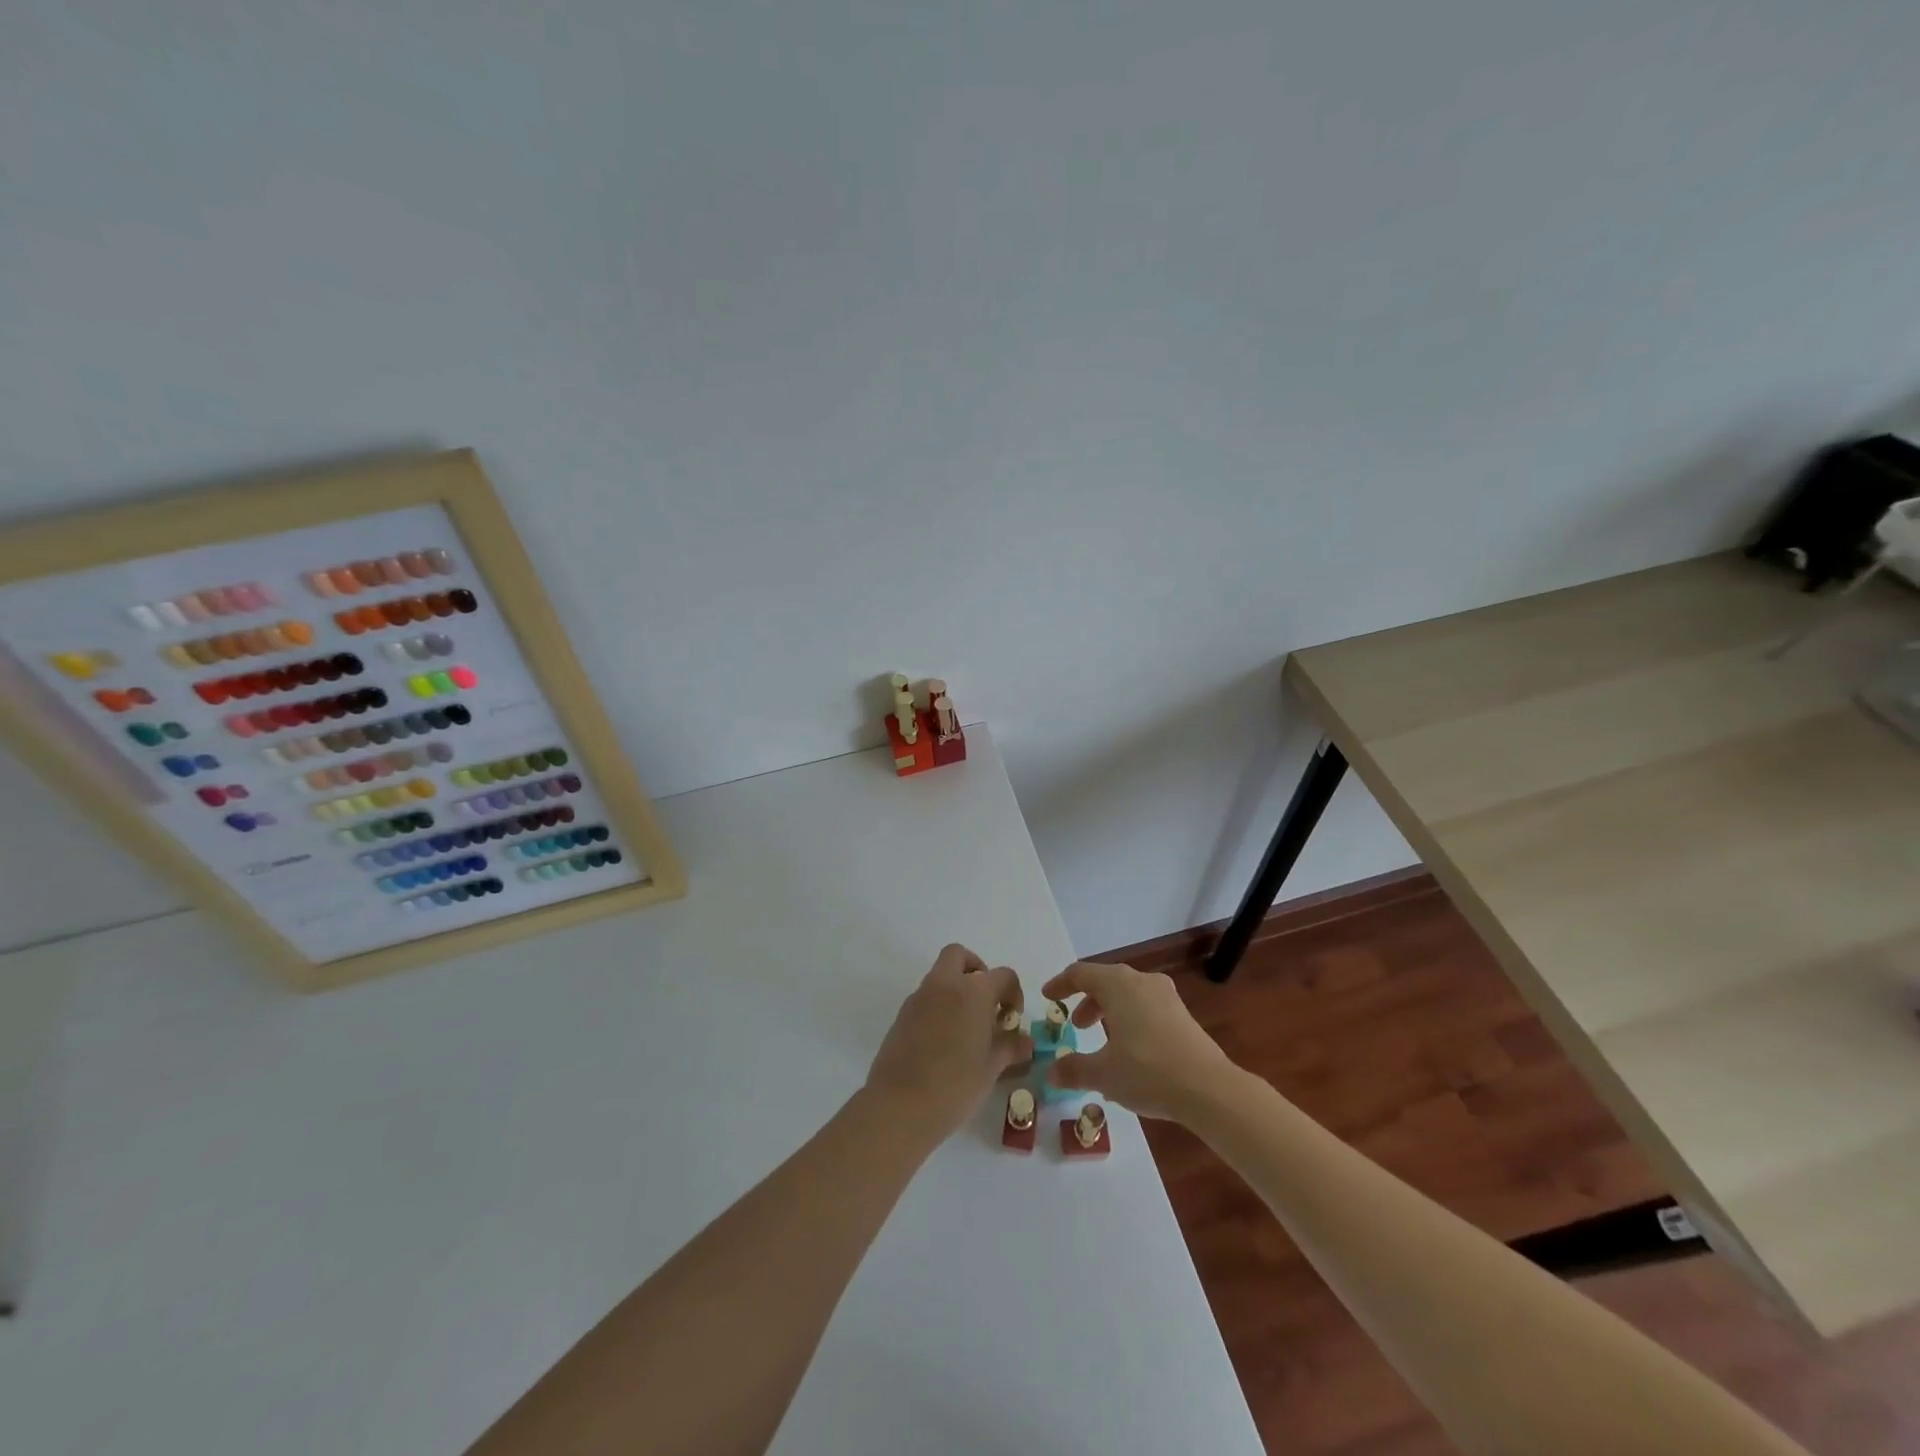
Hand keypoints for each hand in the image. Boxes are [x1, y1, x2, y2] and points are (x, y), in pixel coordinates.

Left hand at [866, 944, 1033, 1137]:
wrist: (900, 1106)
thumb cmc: (955, 1085)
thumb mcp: (991, 1068)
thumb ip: (1009, 1047)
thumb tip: (1024, 1041)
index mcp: (973, 992)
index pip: (1003, 975)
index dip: (1013, 993)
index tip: (1011, 1019)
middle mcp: (944, 985)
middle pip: (959, 955)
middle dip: (976, 970)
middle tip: (985, 1003)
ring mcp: (919, 997)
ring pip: (940, 975)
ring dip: (956, 989)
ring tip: (967, 1028)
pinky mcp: (902, 1015)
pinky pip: (926, 997)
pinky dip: (939, 1006)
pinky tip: (944, 1041)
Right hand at [1043, 960, 1235, 1119]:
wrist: (1209, 1089)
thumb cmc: (1147, 1071)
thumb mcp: (1103, 1074)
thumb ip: (1074, 1069)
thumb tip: (1051, 1073)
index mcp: (1118, 985)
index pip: (1081, 973)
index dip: (1061, 984)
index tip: (1048, 997)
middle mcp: (1142, 981)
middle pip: (1106, 981)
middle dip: (1087, 1001)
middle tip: (1076, 1025)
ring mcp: (1166, 996)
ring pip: (1128, 995)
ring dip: (1110, 1012)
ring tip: (1103, 1042)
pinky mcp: (1182, 1015)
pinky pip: (1146, 1007)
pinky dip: (1130, 1020)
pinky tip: (1130, 1053)